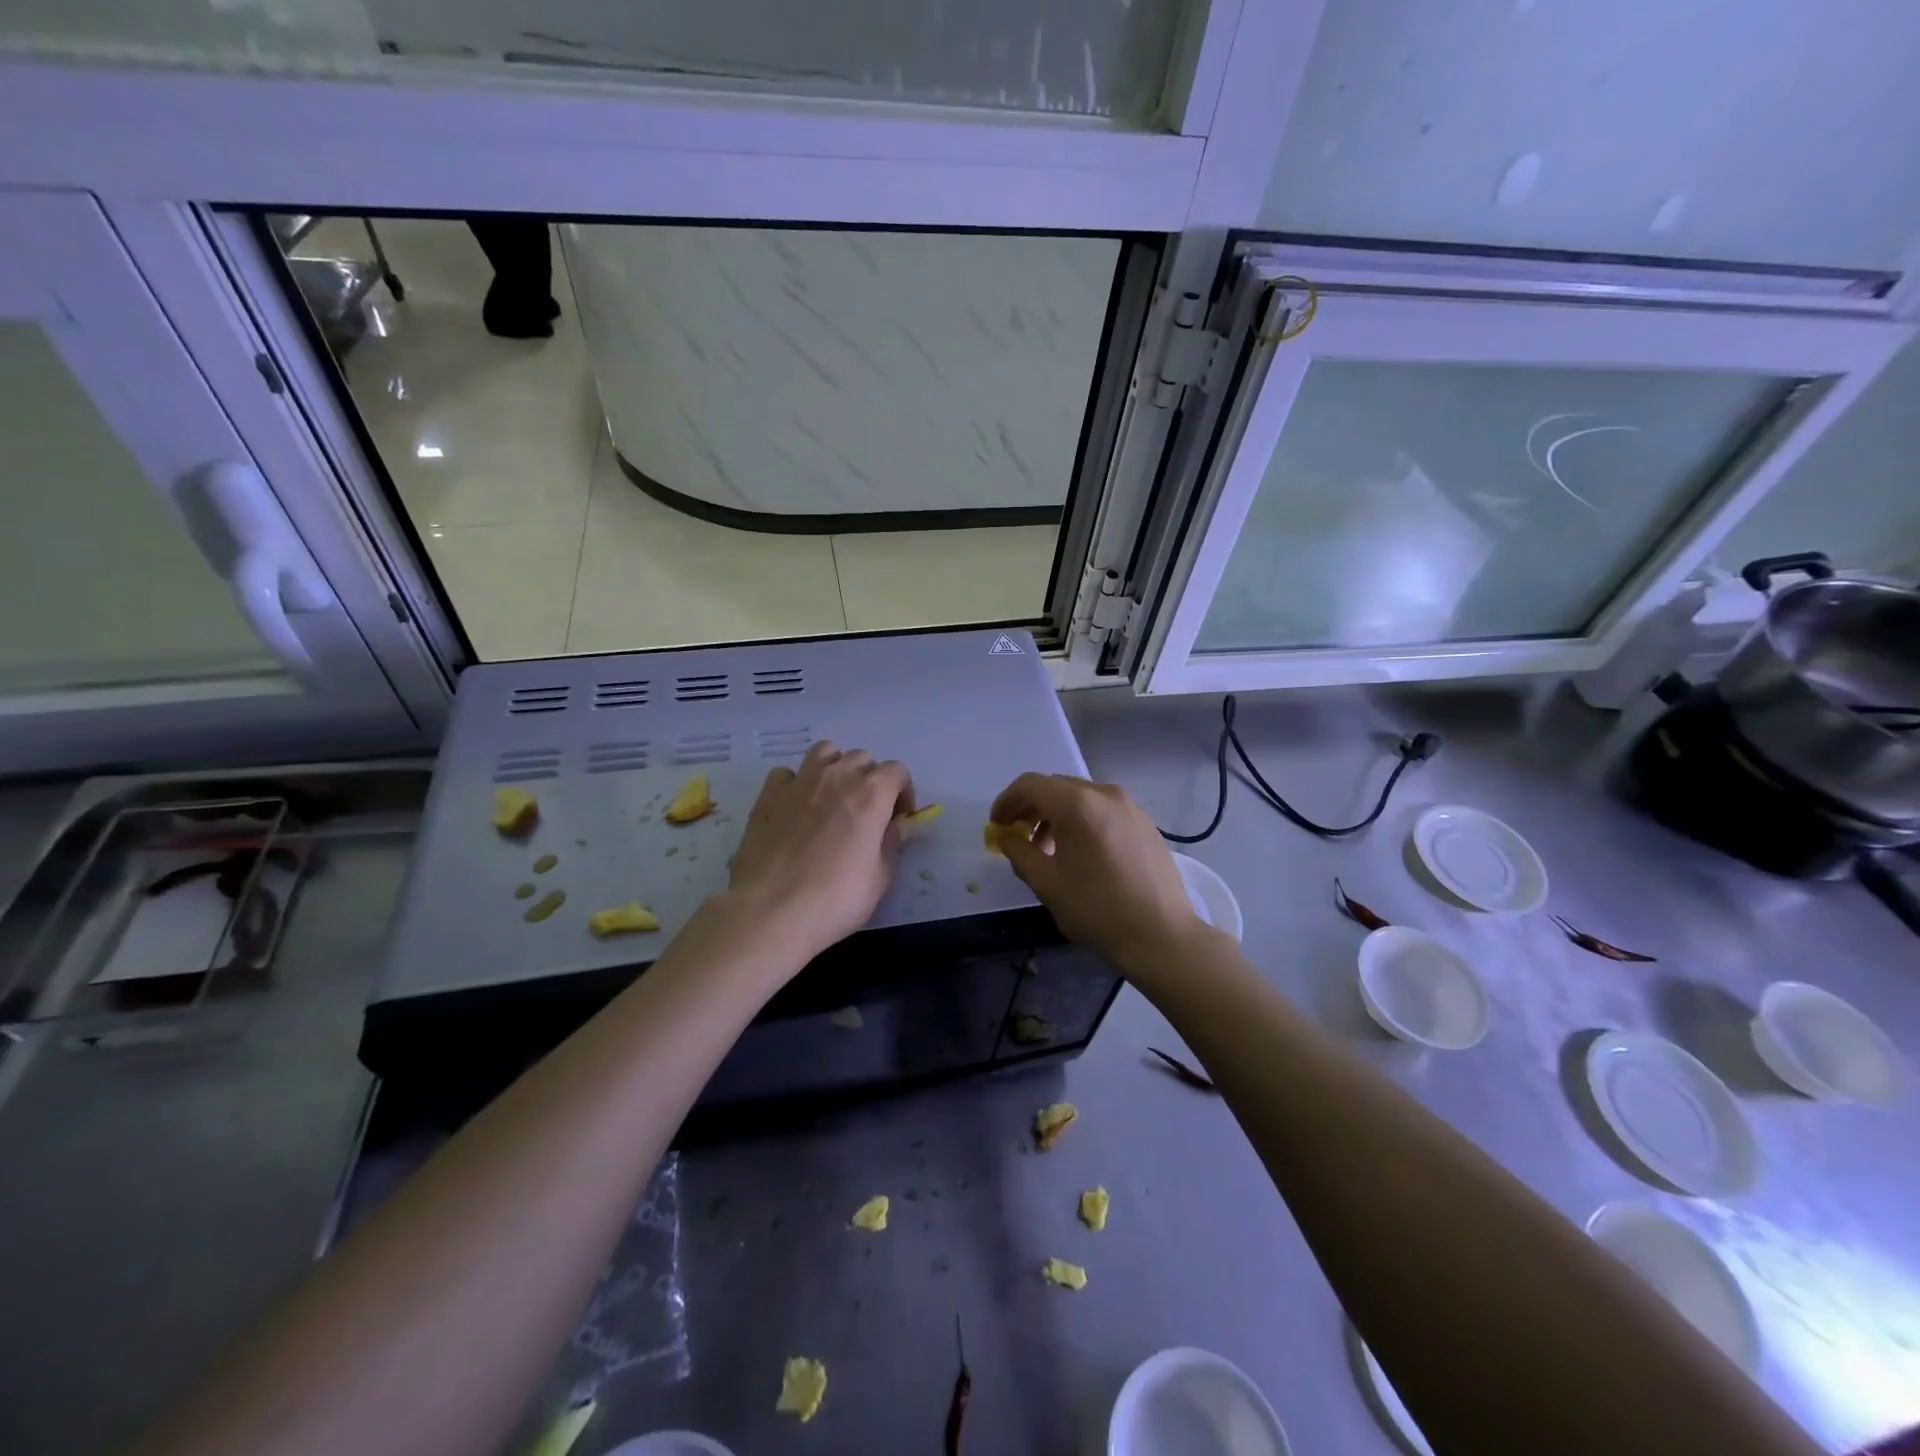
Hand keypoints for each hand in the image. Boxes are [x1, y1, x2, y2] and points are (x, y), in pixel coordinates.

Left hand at [724, 741, 912, 961]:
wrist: (772, 910)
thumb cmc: (837, 898)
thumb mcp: (880, 877)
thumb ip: (892, 842)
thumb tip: (900, 824)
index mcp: (872, 793)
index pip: (897, 771)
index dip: (903, 793)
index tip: (897, 820)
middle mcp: (838, 776)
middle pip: (862, 759)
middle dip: (870, 780)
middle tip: (866, 813)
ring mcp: (800, 781)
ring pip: (825, 752)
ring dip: (835, 768)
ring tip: (832, 799)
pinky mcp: (768, 795)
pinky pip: (787, 773)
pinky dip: (795, 783)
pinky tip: (795, 808)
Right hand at [989, 773, 1203, 972]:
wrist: (1161, 936)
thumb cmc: (1096, 909)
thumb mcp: (1046, 882)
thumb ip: (1019, 852)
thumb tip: (1008, 837)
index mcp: (1077, 804)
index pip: (1030, 785)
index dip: (1006, 801)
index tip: (996, 825)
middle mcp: (1104, 794)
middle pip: (1056, 787)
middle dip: (1031, 807)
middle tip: (1016, 835)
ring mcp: (1130, 807)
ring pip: (1081, 797)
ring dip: (1056, 814)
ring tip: (1047, 848)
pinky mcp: (1145, 824)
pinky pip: (1103, 810)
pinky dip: (1082, 821)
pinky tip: (1080, 853)